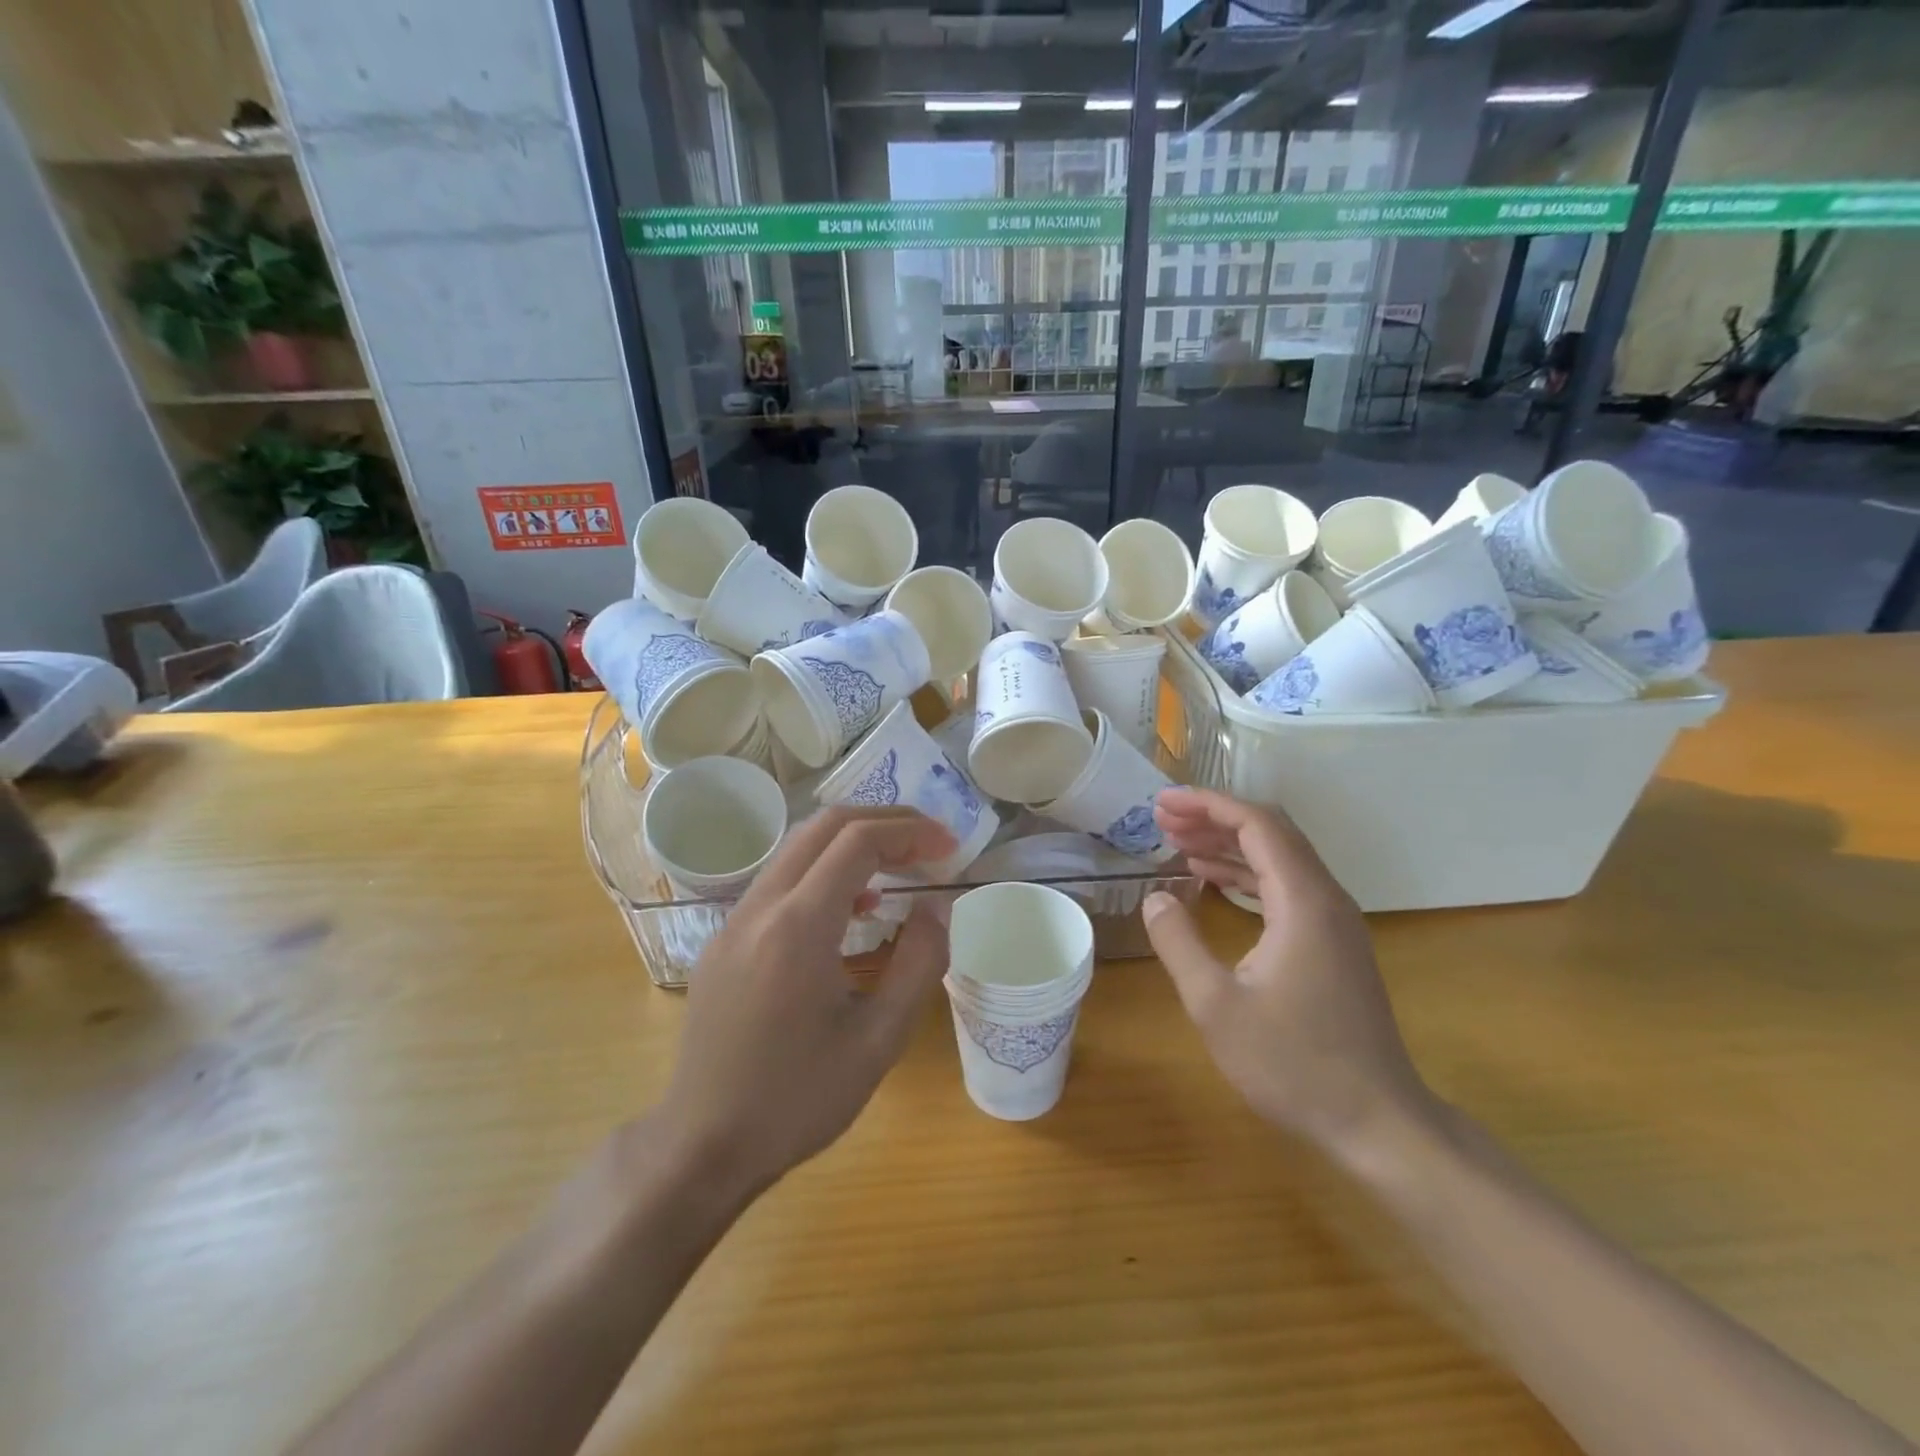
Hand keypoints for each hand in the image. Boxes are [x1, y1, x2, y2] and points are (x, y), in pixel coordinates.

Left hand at [659, 807, 956, 1203]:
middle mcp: (760, 908)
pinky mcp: (724, 940)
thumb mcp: (879, 1040)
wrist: (703, 1146)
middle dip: (883, 822)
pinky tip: (852, 911)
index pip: (858, 842)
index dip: (911, 833)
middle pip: (824, 827)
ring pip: (798, 849)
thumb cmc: (798, 1100)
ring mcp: (734, 921)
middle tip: (929, 842)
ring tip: (900, 869)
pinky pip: (779, 882)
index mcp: (798, 927)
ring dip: (852, 844)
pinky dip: (823, 872)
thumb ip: (919, 964)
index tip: (949, 848)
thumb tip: (936, 908)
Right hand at [1142, 787, 1436, 1164]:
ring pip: (1279, 859)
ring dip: (1228, 845)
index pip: (1256, 825)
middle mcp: (1325, 899)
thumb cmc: (1293, 1064)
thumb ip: (1179, 943)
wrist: (1378, 1122)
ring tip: (1177, 843)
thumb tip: (1155, 897)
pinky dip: (1245, 874)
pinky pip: (1286, 887)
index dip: (1207, 805)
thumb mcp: (1216, 1005)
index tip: (1162, 803)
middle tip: (1162, 819)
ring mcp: (1334, 922)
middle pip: (1271, 832)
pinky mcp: (1332, 943)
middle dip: (1214, 817)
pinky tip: (1212, 883)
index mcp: (1303, 902)